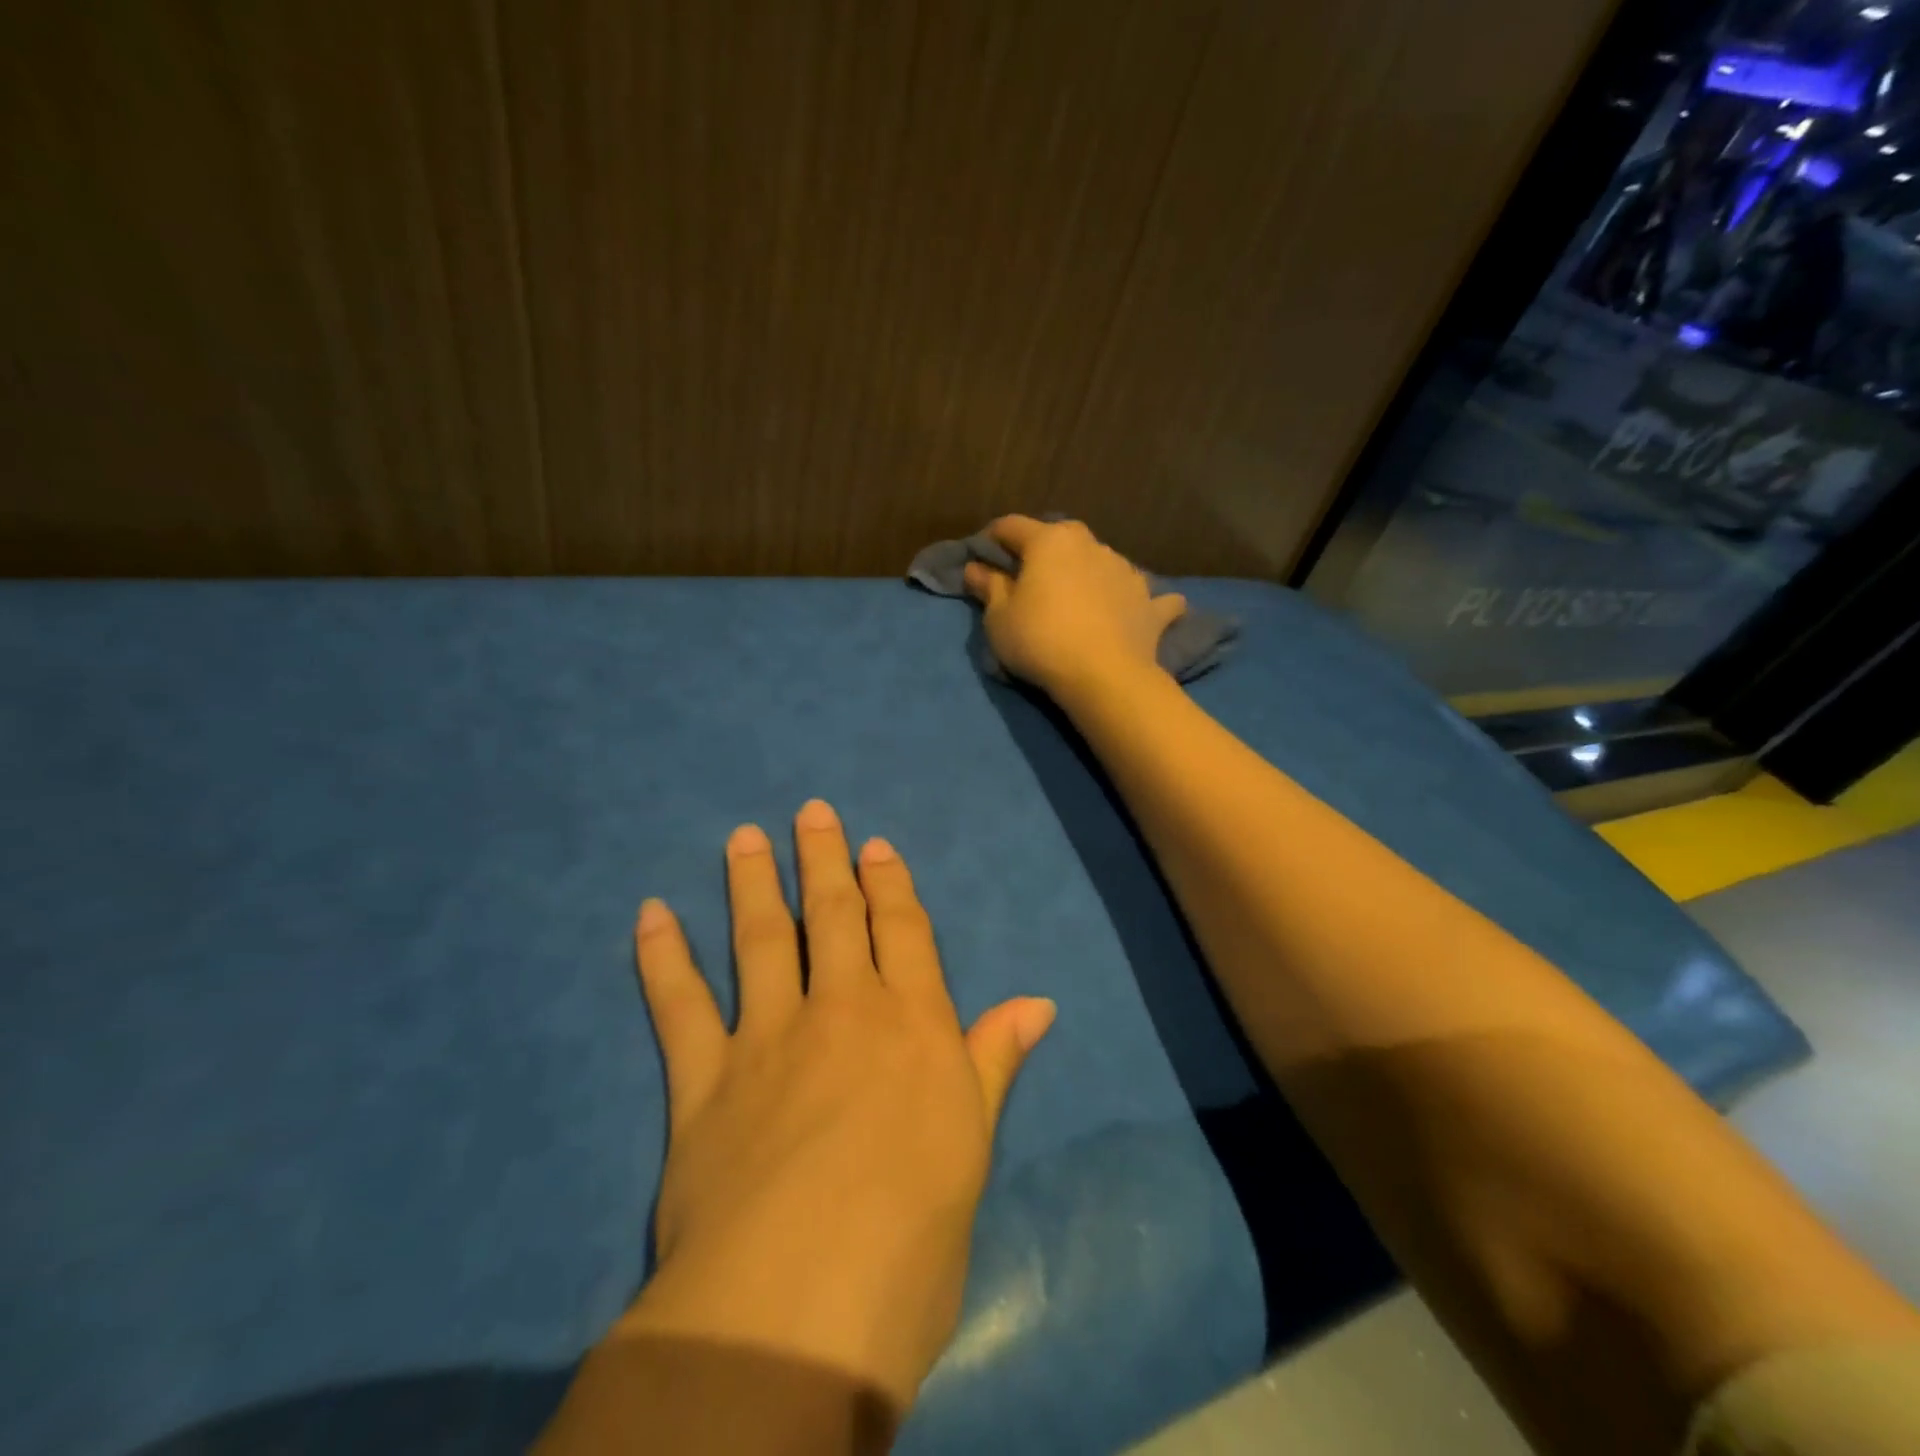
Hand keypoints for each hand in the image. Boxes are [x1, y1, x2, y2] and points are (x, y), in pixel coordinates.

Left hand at [614, 799, 1055, 1417]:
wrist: (802, 1303)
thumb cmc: (914, 1232)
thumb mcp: (973, 1145)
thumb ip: (993, 1062)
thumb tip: (1038, 1004)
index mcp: (911, 1024)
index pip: (902, 932)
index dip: (890, 884)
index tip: (875, 845)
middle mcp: (841, 1010)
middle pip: (831, 915)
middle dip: (823, 860)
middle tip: (810, 812)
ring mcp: (767, 1037)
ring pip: (759, 940)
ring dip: (751, 883)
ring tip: (742, 837)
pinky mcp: (702, 1081)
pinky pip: (679, 1006)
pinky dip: (663, 957)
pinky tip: (652, 914)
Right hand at [962, 515, 1185, 699]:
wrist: (1106, 676)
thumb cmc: (1041, 641)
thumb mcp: (1000, 618)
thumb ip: (989, 587)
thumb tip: (975, 568)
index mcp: (1049, 541)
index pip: (1011, 526)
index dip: (992, 539)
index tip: (982, 559)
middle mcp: (1090, 544)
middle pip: (1059, 537)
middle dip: (1042, 552)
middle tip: (1029, 579)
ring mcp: (1125, 570)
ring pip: (1100, 560)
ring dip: (1086, 572)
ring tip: (1075, 599)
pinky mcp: (1150, 601)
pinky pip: (1143, 594)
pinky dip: (1136, 600)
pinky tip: (1137, 609)